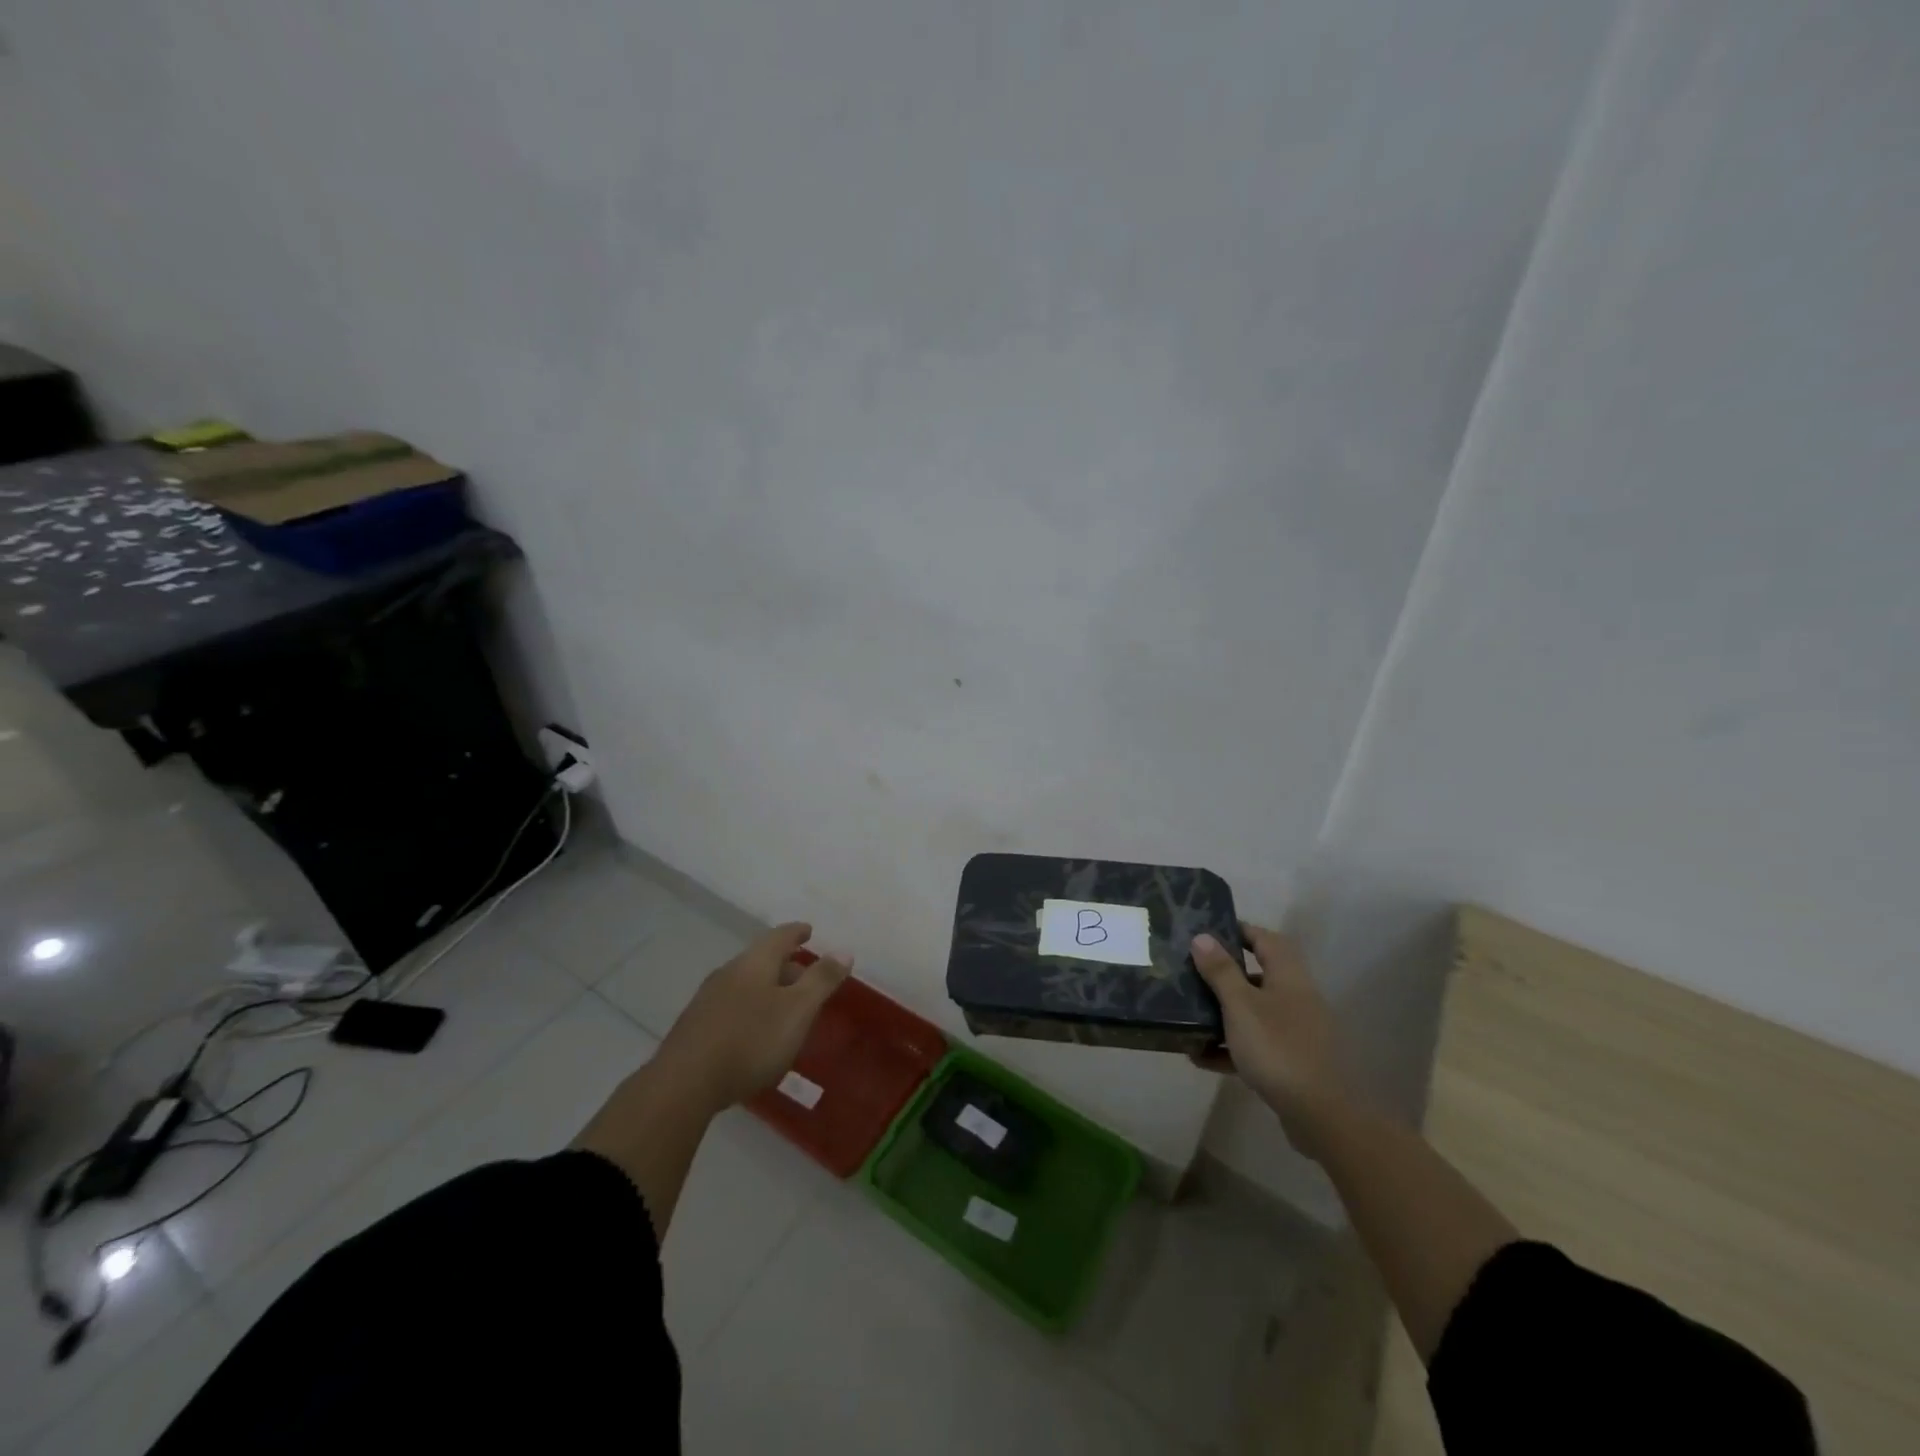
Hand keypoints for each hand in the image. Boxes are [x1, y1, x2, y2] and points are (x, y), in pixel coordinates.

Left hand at [652, 922, 852, 1112]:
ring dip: (767, 990)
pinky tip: (754, 1034)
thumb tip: (844, 950)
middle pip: (761, 960)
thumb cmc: (750, 1040)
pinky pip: (731, 1007)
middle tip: (806, 978)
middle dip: (786, 966)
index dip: (797, 932)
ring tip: (784, 1009)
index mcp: (754, 963)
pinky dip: (750, 1010)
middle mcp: (729, 973)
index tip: (809, 930)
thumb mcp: (797, 1010)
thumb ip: (821, 980)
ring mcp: (708, 1000)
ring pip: (745, 984)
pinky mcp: (695, 1027)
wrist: (684, 1084)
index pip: (780, 936)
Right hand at [1190, 922, 1351, 1160]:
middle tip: (1192, 974)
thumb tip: (1202, 937)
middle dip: (1225, 975)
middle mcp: (1296, 999)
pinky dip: (1230, 1047)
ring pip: (1254, 1013)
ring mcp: (1296, 1033)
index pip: (1265, 940)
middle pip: (1258, 976)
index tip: (1208, 931)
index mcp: (1288, 977)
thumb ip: (1220, 971)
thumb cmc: (1278, 1048)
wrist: (1323, 1115)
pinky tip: (1201, 1058)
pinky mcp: (1292, 1064)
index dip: (1240, 930)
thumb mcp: (1240, 1005)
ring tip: (1189, 1017)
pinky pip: (1255, 1046)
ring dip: (1223, 1014)